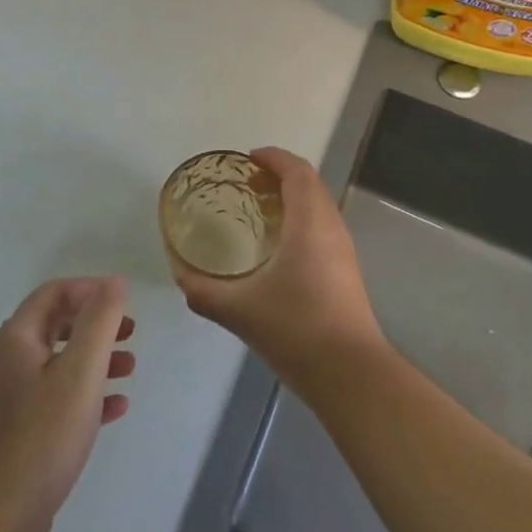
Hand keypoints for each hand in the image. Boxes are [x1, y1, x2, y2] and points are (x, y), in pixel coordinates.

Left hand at [0, 277, 134, 531]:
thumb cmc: (42, 435)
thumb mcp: (80, 371)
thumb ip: (100, 322)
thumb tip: (114, 281)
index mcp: (18, 338)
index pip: (54, 293)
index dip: (89, 289)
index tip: (123, 300)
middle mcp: (11, 361)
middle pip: (58, 325)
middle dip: (97, 325)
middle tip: (131, 332)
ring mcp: (14, 398)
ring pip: (62, 363)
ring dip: (97, 359)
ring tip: (131, 368)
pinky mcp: (22, 432)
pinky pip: (60, 399)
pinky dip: (88, 395)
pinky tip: (116, 408)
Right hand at [174, 147, 384, 390]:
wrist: (350, 374)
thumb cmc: (296, 329)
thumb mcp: (239, 310)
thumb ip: (204, 292)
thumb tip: (181, 276)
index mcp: (309, 223)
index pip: (297, 172)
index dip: (274, 158)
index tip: (248, 159)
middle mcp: (331, 227)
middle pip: (311, 183)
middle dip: (281, 174)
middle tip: (248, 183)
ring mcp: (344, 250)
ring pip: (320, 205)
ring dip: (294, 197)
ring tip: (259, 209)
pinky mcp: (347, 271)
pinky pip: (323, 226)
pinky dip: (302, 219)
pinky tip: (279, 246)